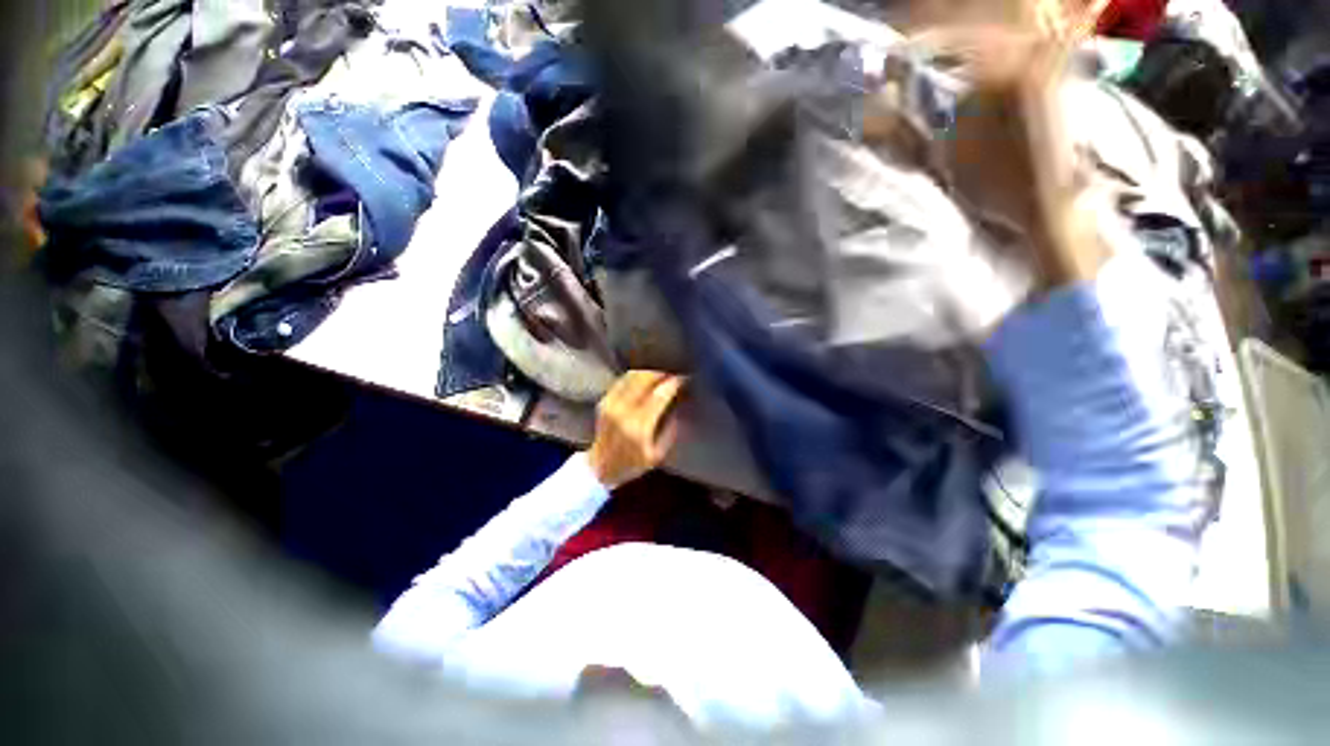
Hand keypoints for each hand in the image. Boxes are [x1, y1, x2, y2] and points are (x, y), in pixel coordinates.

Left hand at [586, 371, 684, 489]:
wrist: (600, 467)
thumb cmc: (632, 464)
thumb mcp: (657, 455)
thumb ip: (670, 431)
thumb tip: (678, 406)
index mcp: (638, 428)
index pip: (659, 395)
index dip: (673, 383)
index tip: (684, 377)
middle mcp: (623, 412)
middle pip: (644, 379)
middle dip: (662, 372)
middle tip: (674, 370)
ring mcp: (611, 404)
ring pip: (632, 376)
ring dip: (649, 371)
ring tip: (662, 371)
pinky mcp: (604, 401)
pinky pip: (622, 381)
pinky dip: (637, 375)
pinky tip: (646, 376)